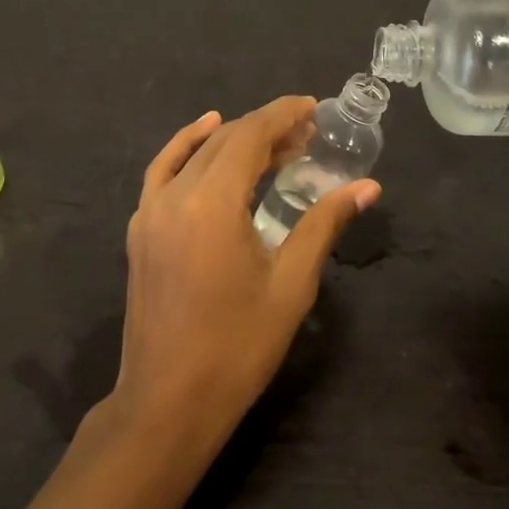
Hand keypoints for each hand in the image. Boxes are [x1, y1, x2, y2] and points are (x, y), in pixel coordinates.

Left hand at [110, 97, 380, 438]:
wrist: (167, 402)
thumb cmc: (237, 347)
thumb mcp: (291, 284)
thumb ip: (324, 224)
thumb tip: (367, 187)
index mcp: (212, 203)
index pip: (250, 136)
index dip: (283, 115)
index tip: (312, 107)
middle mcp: (176, 194)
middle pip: (225, 140)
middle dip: (267, 129)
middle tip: (307, 135)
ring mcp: (150, 210)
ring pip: (196, 153)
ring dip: (234, 139)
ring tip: (274, 143)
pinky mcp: (140, 229)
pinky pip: (163, 170)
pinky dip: (187, 146)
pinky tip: (205, 136)